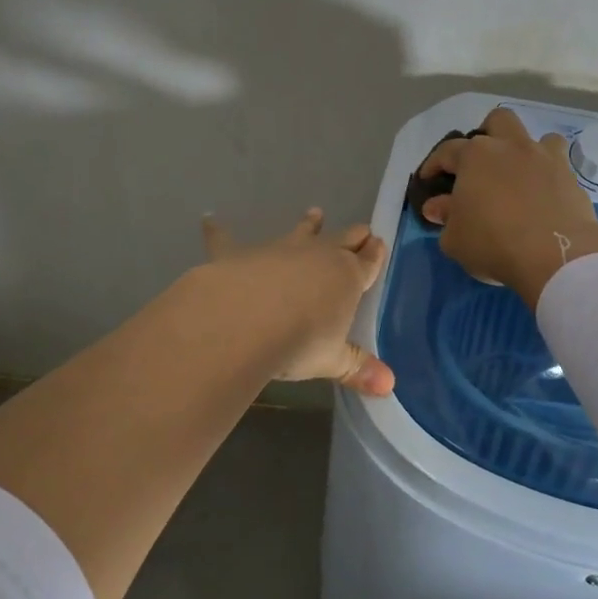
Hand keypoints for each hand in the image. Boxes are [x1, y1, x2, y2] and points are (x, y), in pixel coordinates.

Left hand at [201, 208, 394, 394]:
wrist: (244, 319)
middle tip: (361, 230)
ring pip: (299, 232)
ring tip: (314, 213)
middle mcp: (316, 256)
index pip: (367, 263)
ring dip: (308, 224)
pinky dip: (217, 229)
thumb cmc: (298, 341)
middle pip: (341, 240)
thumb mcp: (332, 360)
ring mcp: (277, 250)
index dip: (375, 254)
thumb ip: (357, 368)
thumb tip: (389, 386)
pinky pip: (226, 239)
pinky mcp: (238, 254)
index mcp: (346, 278)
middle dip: (352, 236)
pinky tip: (208, 219)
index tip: (379, 244)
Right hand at [419, 108, 597, 307]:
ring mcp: (544, 157)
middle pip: (497, 121)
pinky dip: (548, 174)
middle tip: (481, 164)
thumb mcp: (455, 238)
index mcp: (475, 156)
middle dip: (487, 135)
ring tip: (518, 175)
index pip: (447, 151)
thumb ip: (445, 218)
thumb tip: (438, 206)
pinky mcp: (570, 176)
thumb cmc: (493, 243)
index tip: (428, 180)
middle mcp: (510, 146)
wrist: (554, 254)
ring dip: (524, 150)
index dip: (434, 165)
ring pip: (535, 136)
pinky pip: (558, 164)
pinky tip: (543, 194)